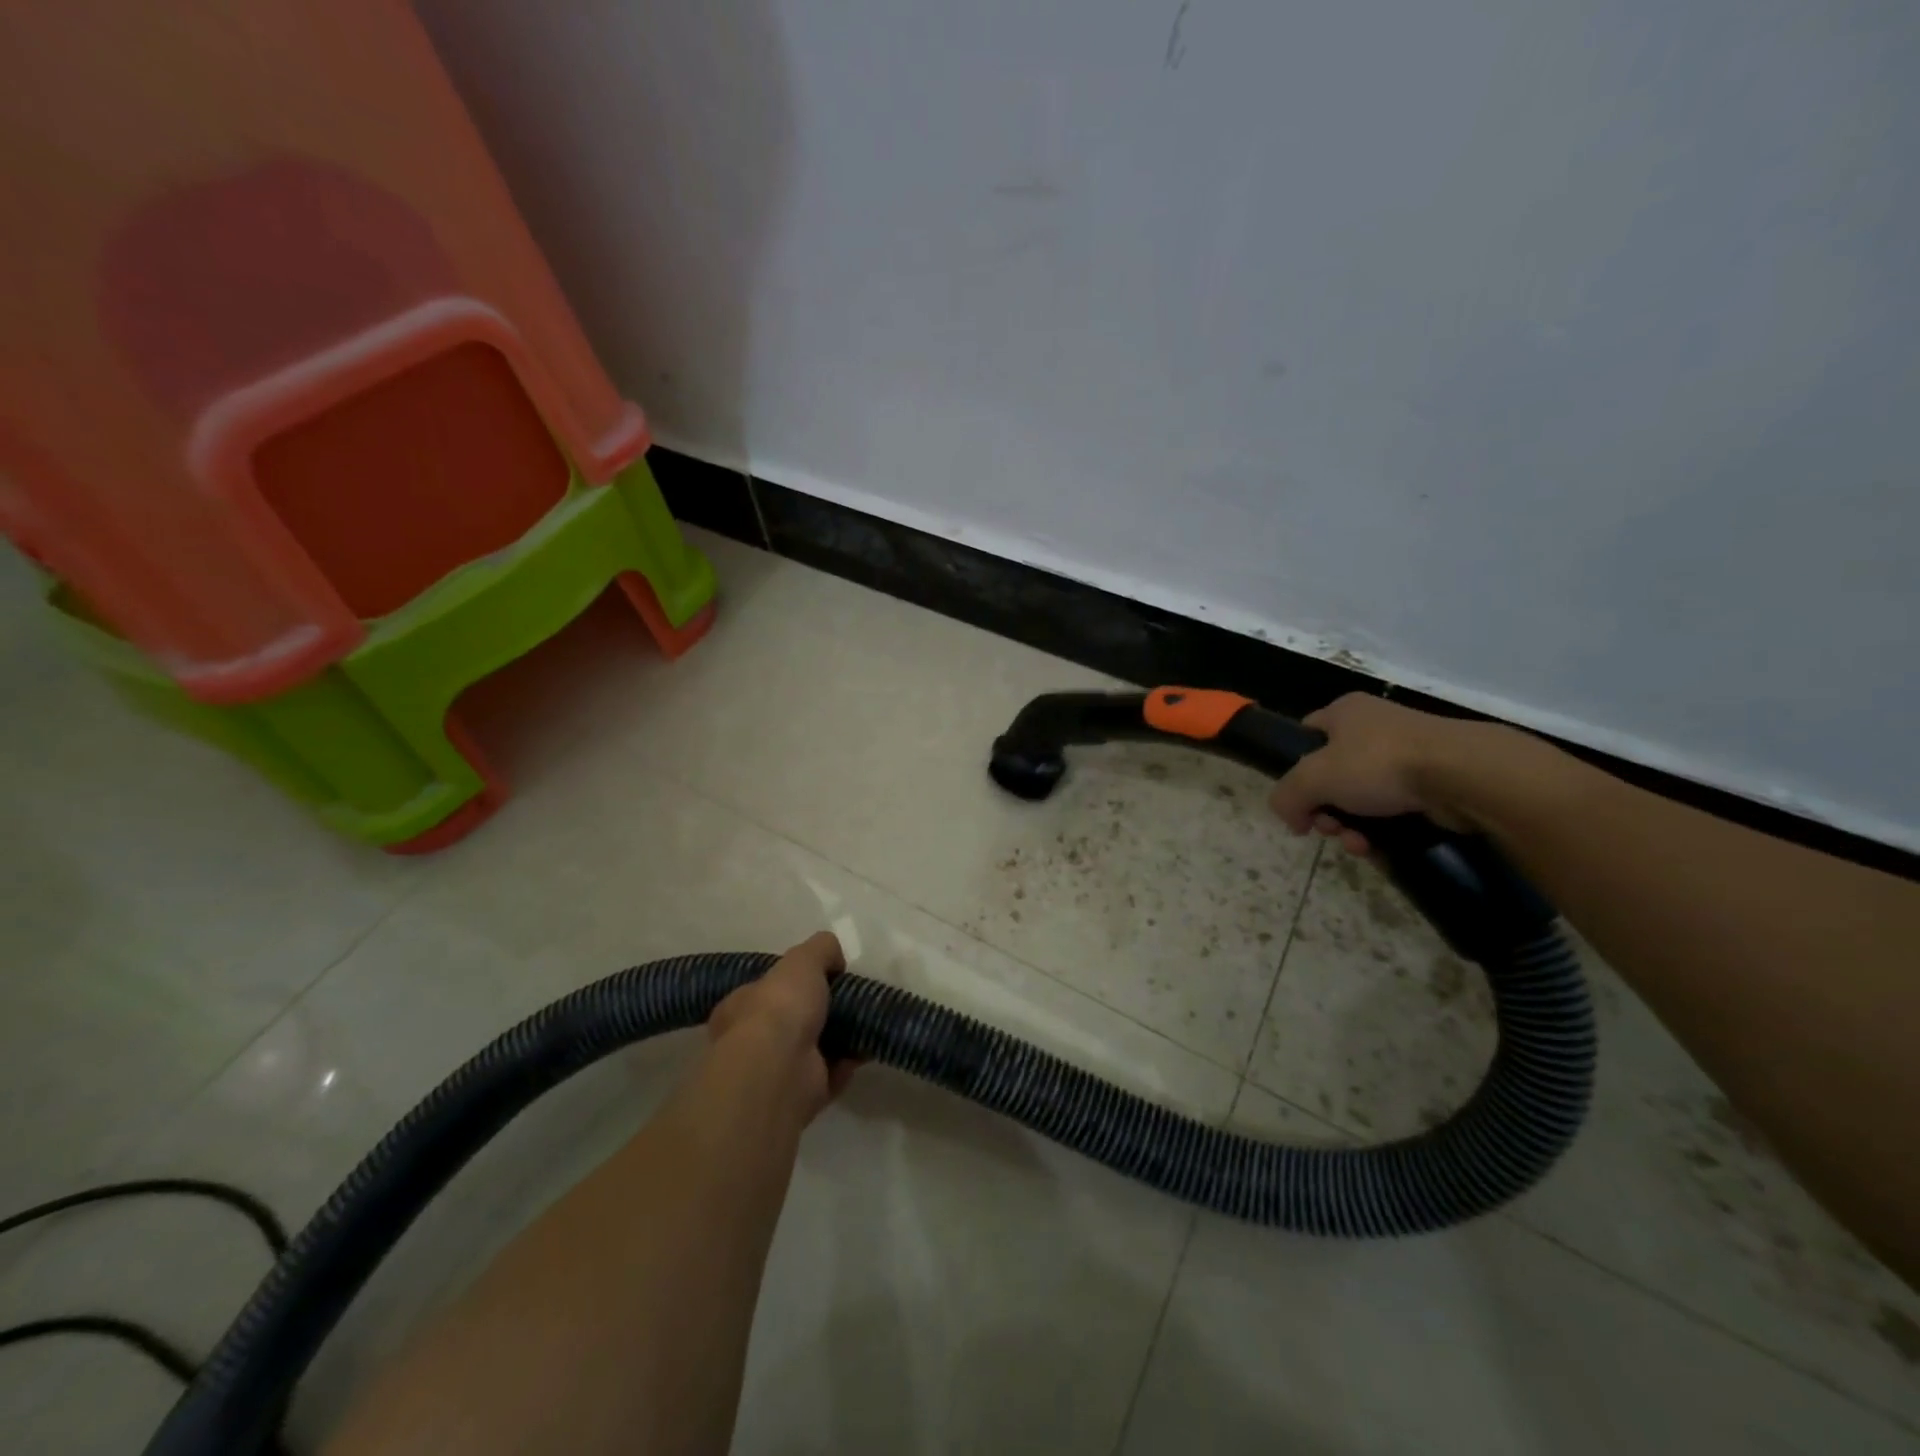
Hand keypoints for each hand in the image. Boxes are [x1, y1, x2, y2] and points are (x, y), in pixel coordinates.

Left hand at [707, 931, 856, 1124]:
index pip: (764, 991)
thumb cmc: (779, 1007)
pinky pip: (829, 1075)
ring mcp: (775, 1073)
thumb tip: (834, 958)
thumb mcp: (802, 960)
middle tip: (849, 1000)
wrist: (779, 1070)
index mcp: (738, 1008)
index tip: (823, 977)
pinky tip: (867, 1047)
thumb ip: (820, 950)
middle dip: (819, 1013)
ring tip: (866, 1021)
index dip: (791, 983)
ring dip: (838, 1039)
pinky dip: (848, 1063)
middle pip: (791, 1022)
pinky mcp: (800, 1097)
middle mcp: (750, 1043)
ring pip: (812, 1050)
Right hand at [1267, 694, 1494, 854]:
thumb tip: (1291, 818)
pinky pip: (1393, 809)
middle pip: (1331, 775)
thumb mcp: (1312, 778)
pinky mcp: (1433, 781)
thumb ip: (1286, 796)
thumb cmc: (1379, 763)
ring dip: (1351, 826)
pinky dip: (1382, 829)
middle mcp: (1374, 727)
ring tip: (1359, 844)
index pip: (1305, 737)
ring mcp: (1407, 753)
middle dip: (1325, 810)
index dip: (1294, 769)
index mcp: (1344, 712)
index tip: (1299, 800)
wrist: (1464, 776)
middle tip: (1329, 828)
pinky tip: (1379, 845)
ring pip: (1362, 797)